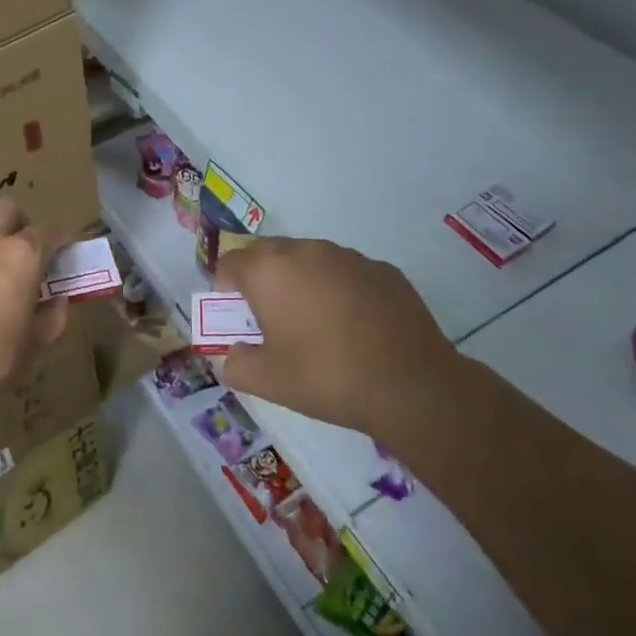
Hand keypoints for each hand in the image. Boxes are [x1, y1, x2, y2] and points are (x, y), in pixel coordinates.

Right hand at [215, 238, 458, 438]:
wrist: (411, 384)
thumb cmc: (326, 377)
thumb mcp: (267, 381)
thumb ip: (234, 364)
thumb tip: (228, 356)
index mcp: (269, 271)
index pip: (229, 263)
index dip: (224, 289)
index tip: (235, 318)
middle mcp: (305, 250)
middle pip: (266, 253)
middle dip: (259, 279)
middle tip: (268, 318)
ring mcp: (347, 256)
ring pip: (308, 258)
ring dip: (299, 280)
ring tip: (313, 322)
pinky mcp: (382, 269)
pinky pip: (344, 271)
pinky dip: (336, 288)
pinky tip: (352, 324)